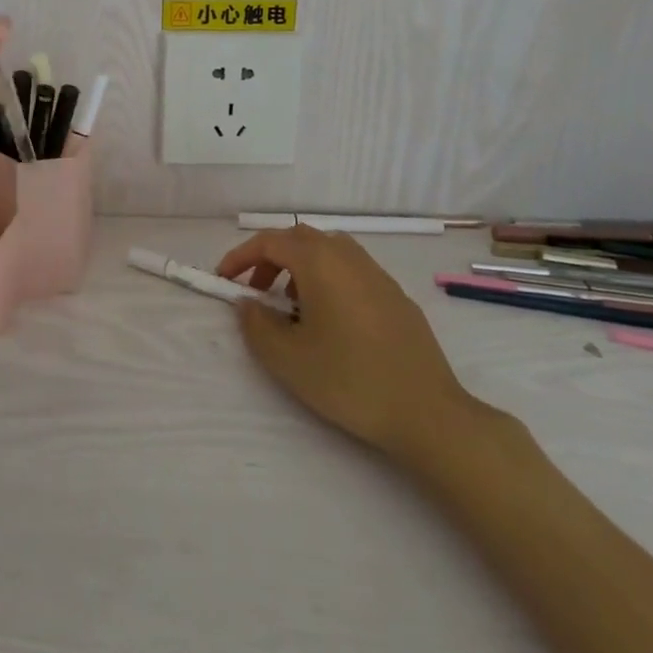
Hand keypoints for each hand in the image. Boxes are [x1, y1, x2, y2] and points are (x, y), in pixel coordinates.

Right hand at [217, 226, 479, 463]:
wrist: (428, 413)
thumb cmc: (349, 380)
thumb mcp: (287, 359)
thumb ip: (257, 324)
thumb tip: (248, 303)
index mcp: (319, 262)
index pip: (269, 241)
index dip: (240, 257)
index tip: (224, 280)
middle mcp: (348, 257)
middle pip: (299, 239)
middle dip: (270, 259)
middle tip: (256, 292)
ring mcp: (377, 274)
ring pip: (328, 252)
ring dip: (300, 268)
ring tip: (291, 307)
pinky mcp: (397, 296)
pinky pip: (351, 271)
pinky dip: (328, 280)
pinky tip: (330, 321)